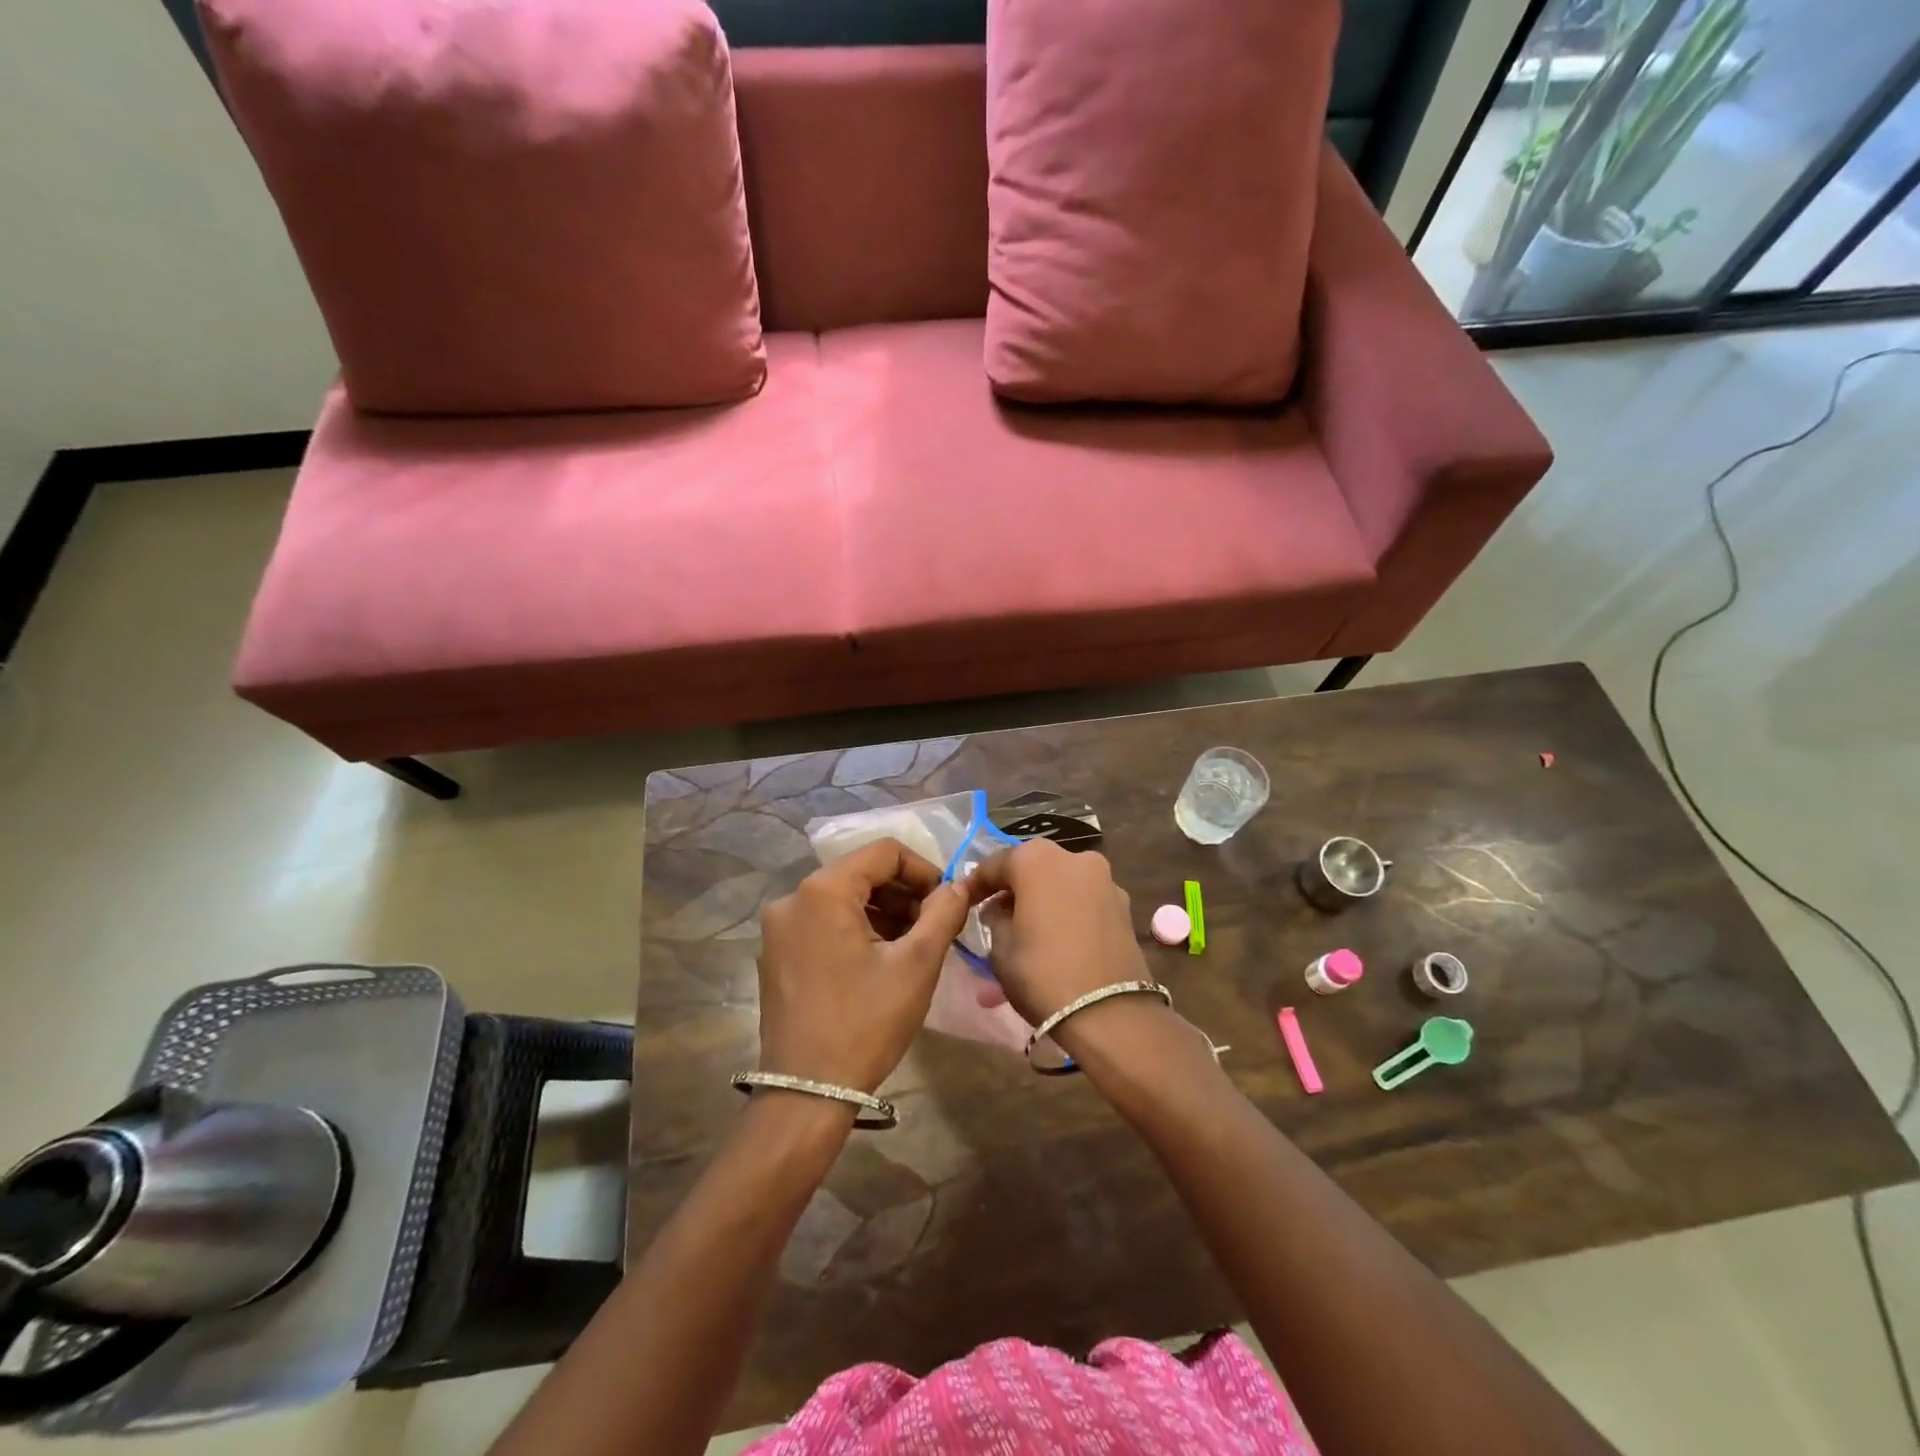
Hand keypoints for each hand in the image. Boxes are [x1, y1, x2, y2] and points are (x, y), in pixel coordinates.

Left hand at [756, 840, 972, 1091]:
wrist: (807, 1093)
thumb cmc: (866, 1022)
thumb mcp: (917, 964)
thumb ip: (943, 913)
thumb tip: (958, 885)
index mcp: (823, 890)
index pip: (884, 852)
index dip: (923, 870)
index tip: (946, 901)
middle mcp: (792, 898)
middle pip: (861, 873)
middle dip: (903, 893)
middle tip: (934, 926)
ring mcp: (778, 928)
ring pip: (843, 899)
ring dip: (882, 912)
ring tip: (911, 946)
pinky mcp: (776, 954)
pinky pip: (823, 923)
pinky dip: (856, 929)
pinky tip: (879, 961)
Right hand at [964, 839, 1152, 1026]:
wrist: (1110, 1014)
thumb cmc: (1042, 974)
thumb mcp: (1000, 948)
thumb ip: (995, 918)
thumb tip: (1000, 909)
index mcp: (1036, 859)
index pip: (995, 864)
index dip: (976, 884)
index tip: (964, 901)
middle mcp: (1074, 857)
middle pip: (1033, 867)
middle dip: (1015, 888)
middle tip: (998, 914)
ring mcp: (1105, 880)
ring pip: (1063, 883)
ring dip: (1045, 899)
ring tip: (1031, 929)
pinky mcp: (1124, 906)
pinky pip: (1085, 901)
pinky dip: (1069, 912)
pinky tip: (1060, 938)